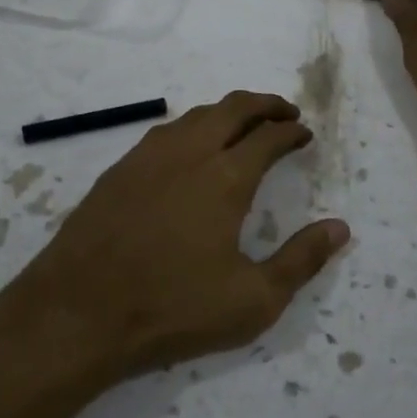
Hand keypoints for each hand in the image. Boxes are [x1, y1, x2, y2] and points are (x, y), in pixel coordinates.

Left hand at [13, 92, 349, 382]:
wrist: (76, 313)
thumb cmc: (172, 308)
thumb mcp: (252, 300)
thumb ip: (301, 260)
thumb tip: (340, 228)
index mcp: (225, 177)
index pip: (269, 136)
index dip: (292, 131)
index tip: (305, 134)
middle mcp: (189, 153)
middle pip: (233, 108)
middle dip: (265, 104)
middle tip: (285, 113)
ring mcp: (148, 157)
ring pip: (196, 115)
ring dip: (227, 112)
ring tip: (243, 125)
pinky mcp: (118, 170)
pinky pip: (165, 131)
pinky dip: (192, 127)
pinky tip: (190, 149)